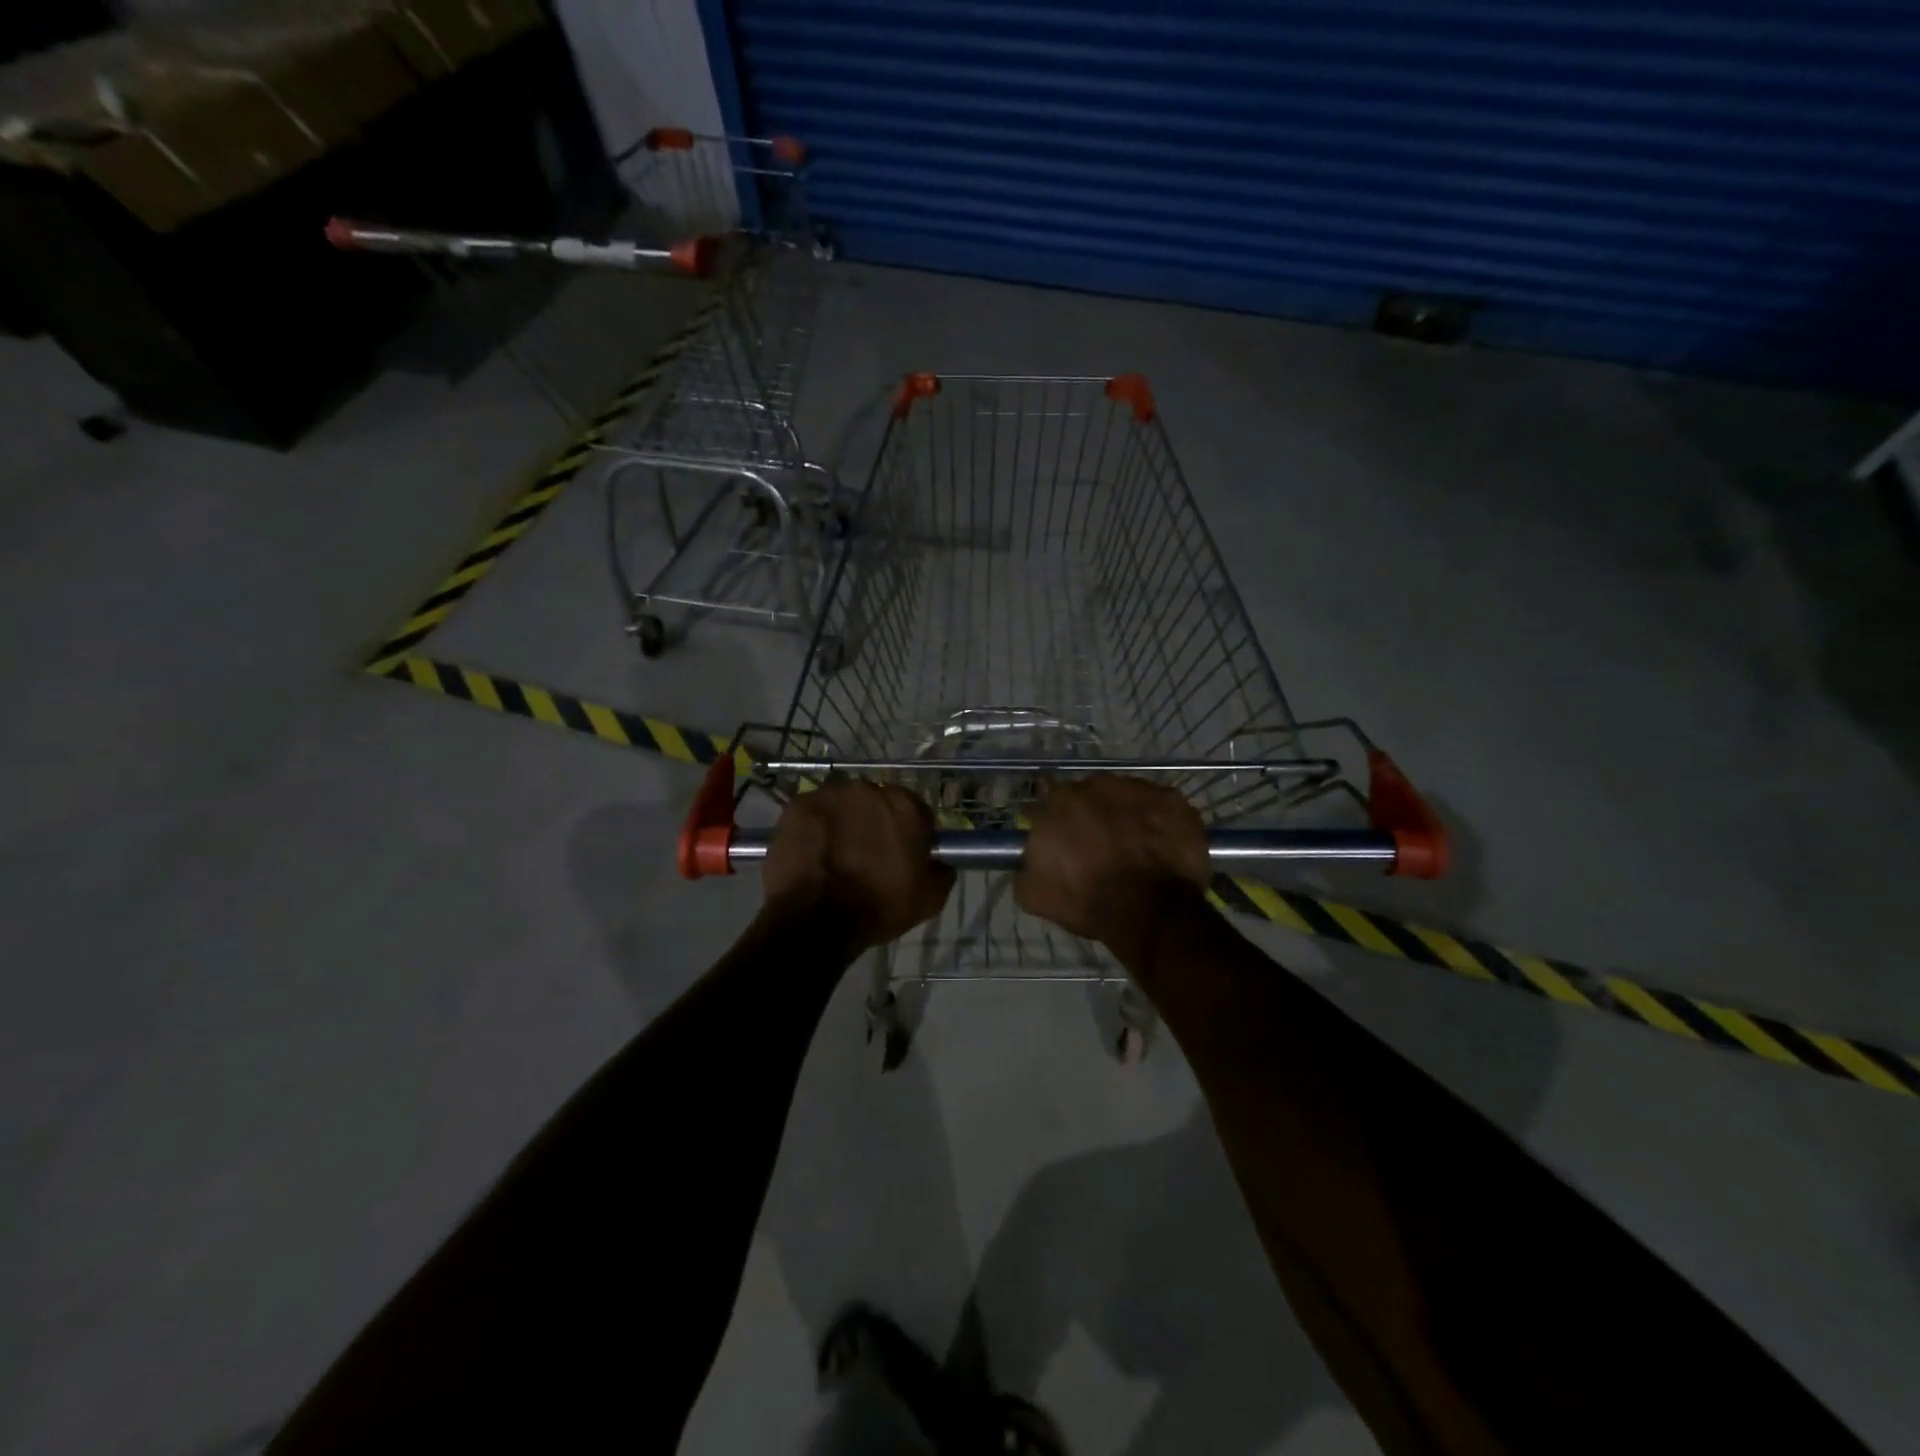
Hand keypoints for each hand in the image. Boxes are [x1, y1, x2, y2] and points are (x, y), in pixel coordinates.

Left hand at [762, 781, 955, 951]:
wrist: (816, 920)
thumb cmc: (878, 907)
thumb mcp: (930, 899)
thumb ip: (941, 871)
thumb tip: (939, 861)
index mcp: (905, 805)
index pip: (915, 812)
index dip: (910, 834)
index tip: (902, 855)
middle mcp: (868, 788)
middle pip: (876, 803)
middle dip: (874, 823)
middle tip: (867, 855)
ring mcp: (829, 794)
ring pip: (842, 805)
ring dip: (843, 822)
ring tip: (835, 854)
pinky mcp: (797, 805)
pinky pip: (813, 813)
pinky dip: (813, 828)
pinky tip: (812, 853)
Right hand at [1013, 777, 1209, 963]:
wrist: (1149, 911)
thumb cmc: (1088, 900)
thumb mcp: (1035, 895)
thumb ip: (1025, 868)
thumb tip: (1028, 861)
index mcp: (1058, 801)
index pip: (1049, 803)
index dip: (1057, 823)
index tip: (1064, 843)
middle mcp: (1096, 784)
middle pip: (1089, 795)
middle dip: (1092, 816)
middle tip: (1100, 847)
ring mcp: (1138, 788)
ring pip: (1126, 797)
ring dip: (1126, 815)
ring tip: (1135, 848)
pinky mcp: (1172, 799)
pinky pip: (1161, 806)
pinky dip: (1159, 822)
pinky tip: (1160, 847)